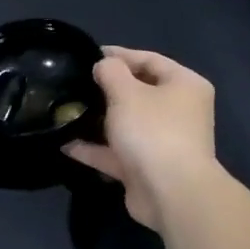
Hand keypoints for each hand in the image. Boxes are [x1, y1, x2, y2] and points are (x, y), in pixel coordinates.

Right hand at [64, 47, 220, 228]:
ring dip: (98, 120)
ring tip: (67, 111)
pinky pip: (117, 152)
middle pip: (138, 92)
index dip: (119, 55)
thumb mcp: (126, 92)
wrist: (171, 193)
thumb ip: (110, 72)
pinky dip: (94, 149)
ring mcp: (163, 142)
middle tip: (76, 83)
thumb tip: (103, 66)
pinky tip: (66, 144)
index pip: (150, 59)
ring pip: (126, 124)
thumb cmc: (152, 130)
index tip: (88, 55)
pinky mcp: (146, 168)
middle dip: (106, 89)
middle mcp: (178, 111)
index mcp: (184, 86)